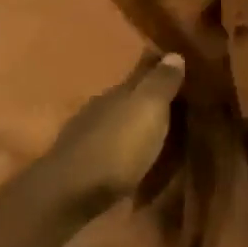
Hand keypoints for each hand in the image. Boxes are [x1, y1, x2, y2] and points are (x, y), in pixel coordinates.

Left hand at [26, 52, 185, 223]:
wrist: (70, 192)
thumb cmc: (117, 147)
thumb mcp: (147, 110)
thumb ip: (161, 83)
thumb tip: (173, 54)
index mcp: (119, 91)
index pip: (143, 69)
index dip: (159, 65)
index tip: (177, 62)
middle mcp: (101, 106)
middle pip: (129, 95)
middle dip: (148, 95)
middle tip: (175, 100)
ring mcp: (88, 134)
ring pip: (118, 120)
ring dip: (135, 123)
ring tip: (157, 131)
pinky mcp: (83, 163)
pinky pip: (111, 146)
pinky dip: (124, 146)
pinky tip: (132, 156)